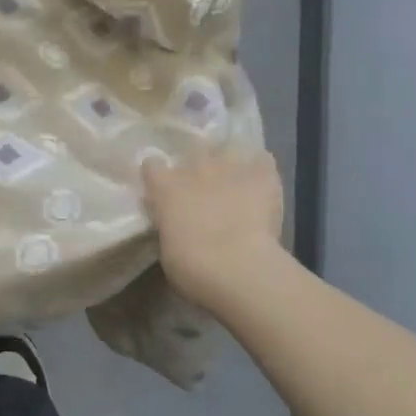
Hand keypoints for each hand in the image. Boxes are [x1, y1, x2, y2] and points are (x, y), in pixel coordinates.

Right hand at [141, 150, 288, 315]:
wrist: (237, 267)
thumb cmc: (191, 267)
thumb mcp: (167, 249)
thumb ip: (170, 227)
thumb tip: (176, 224)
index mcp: (165, 187)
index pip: (152, 165)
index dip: (158, 176)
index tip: (163, 190)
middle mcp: (195, 168)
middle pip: (193, 151)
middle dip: (198, 166)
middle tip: (204, 188)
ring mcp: (229, 167)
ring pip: (229, 148)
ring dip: (230, 162)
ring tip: (236, 179)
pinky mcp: (262, 175)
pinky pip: (263, 159)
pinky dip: (261, 168)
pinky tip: (263, 183)